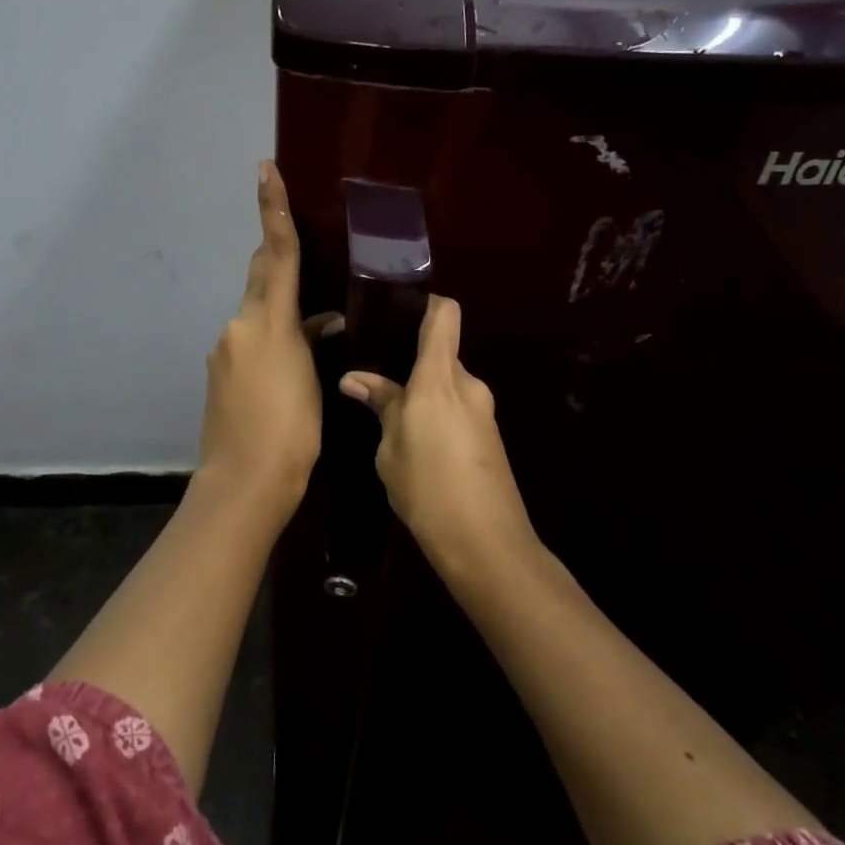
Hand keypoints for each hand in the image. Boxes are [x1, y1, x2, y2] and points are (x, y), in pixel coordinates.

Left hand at [195, 160, 337, 513]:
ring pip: (258, 311)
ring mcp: (225, 351)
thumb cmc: (290, 432)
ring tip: (317, 323)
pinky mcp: (220, 374)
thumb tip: (320, 324)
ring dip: (281, 307)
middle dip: (276, 252)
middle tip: (293, 231)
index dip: (273, 210)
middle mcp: (238, 327)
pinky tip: (295, 358)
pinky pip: (251, 339)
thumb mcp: (311, 381)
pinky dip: (273, 338)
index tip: (265, 169)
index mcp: (265, 323)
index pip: (276, 255)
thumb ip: (311, 343)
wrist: (243, 483)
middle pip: (261, 276)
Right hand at [339, 295, 535, 573]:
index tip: (395, 309)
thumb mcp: (391, 448)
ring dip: (422, 391)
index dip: (424, 302)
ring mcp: (483, 411)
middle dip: (410, 360)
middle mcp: (467, 385)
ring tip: (386, 410)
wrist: (486, 542)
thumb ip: (380, 405)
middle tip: (373, 374)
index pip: (444, 314)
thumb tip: (355, 378)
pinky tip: (413, 440)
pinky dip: (435, 413)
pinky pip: (457, 408)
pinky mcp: (488, 436)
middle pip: (441, 352)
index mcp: (440, 378)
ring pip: (447, 384)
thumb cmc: (428, 488)